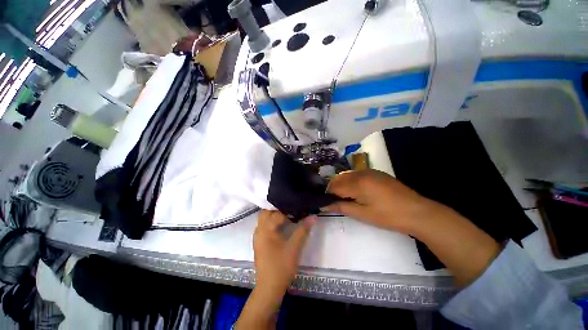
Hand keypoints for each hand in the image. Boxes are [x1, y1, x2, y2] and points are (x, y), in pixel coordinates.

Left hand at [253, 210, 314, 292]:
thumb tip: (313, 217)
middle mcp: (259, 230)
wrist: (269, 287)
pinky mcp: (258, 242)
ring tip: (286, 216)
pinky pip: (263, 225)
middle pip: (266, 212)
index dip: (288, 210)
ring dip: (273, 215)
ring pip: (263, 218)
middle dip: (278, 209)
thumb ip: (303, 230)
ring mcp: (257, 236)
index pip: (276, 213)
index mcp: (266, 229)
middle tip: (290, 210)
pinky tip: (279, 226)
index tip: (297, 210)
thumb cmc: (282, 267)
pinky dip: (270, 222)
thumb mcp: (294, 247)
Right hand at [326, 169, 439, 234]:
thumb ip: (341, 207)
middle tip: (336, 202)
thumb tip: (324, 205)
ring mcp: (369, 171)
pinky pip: (356, 174)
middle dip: (333, 189)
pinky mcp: (376, 172)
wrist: (417, 212)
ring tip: (345, 198)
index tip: (326, 203)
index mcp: (357, 182)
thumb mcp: (362, 214)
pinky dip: (351, 181)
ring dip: (342, 185)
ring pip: (347, 175)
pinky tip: (356, 192)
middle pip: (339, 178)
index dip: (328, 194)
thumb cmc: (387, 215)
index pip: (334, 186)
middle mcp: (361, 173)